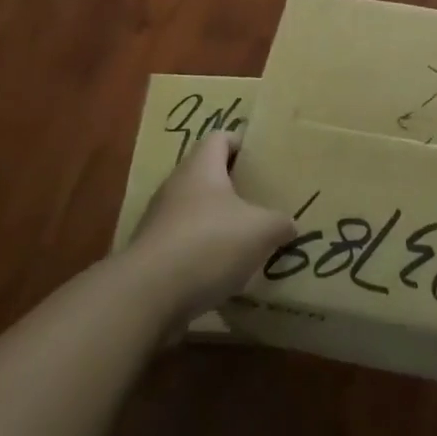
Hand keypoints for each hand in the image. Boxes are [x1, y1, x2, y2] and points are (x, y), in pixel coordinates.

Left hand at [126, 132, 295, 323]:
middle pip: (207, 175)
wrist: (147, 297)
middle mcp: (176, 187)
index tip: (262, 159)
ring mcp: (159, 222)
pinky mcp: (152, 256)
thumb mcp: (261, 230)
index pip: (220, 138)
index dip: (242, 143)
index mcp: (201, 168)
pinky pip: (185, 245)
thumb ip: (280, 223)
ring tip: (247, 238)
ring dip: (218, 222)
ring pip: (195, 212)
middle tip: (262, 199)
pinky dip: (204, 253)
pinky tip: (225, 272)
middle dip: (233, 186)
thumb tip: (288, 225)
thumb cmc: (209, 243)